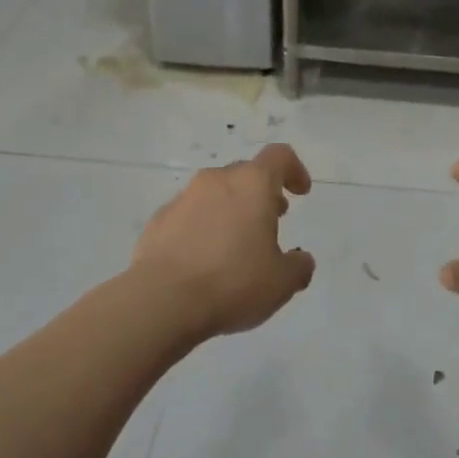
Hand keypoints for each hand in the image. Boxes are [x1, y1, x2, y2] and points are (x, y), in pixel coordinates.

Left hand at [131, 144, 316, 341]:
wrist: (161, 301)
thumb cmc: (232, 282)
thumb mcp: (281, 283)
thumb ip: (298, 266)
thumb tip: (300, 260)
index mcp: (252, 184)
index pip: (280, 156)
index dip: (294, 170)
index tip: (300, 192)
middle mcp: (216, 180)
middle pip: (245, 173)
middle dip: (261, 193)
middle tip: (271, 221)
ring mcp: (183, 198)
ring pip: (214, 193)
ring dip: (230, 210)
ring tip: (236, 246)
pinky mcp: (157, 221)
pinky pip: (188, 215)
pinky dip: (202, 228)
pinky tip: (203, 261)